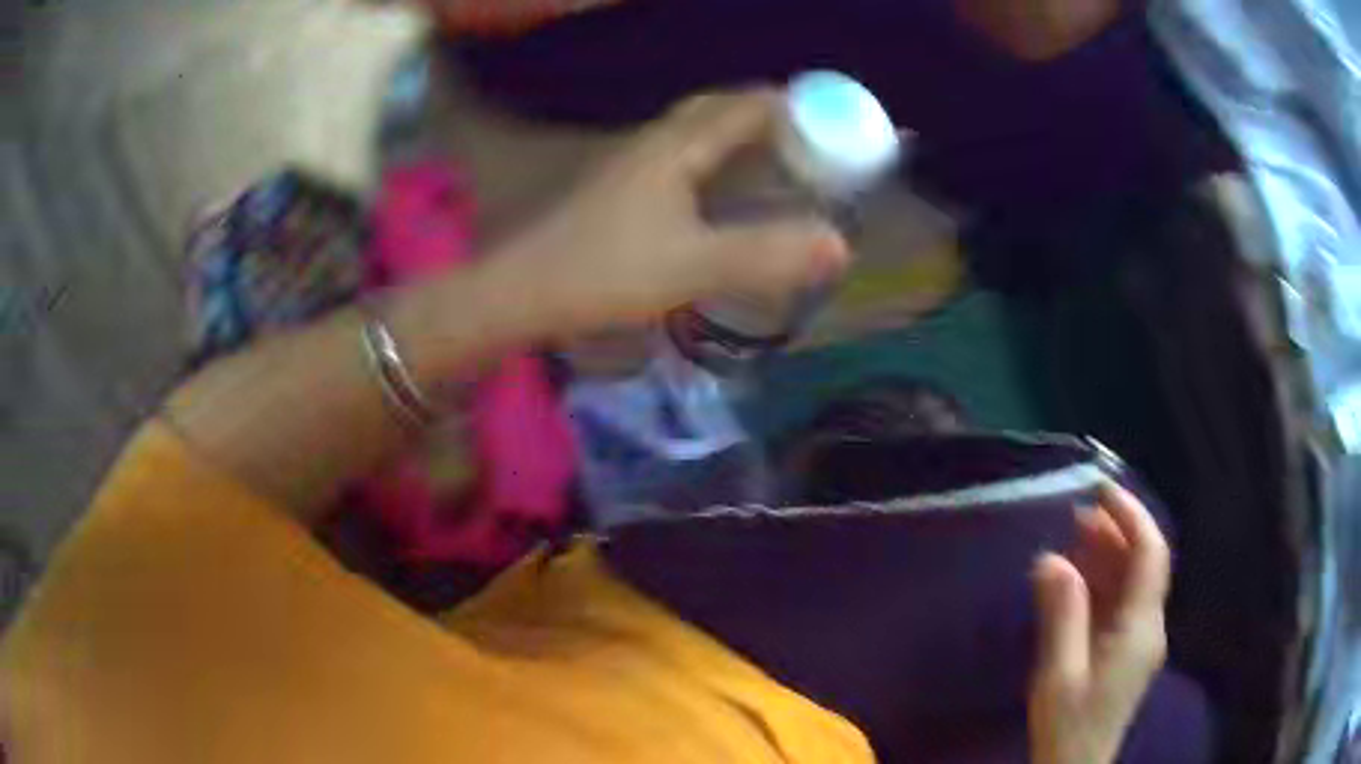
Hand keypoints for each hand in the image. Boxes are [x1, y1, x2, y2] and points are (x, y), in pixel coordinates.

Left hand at [498, 89, 848, 333]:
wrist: (521, 291)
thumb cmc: (603, 272)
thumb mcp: (692, 267)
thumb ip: (765, 254)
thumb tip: (839, 244)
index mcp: (676, 147)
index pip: (746, 106)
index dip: (794, 107)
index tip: (835, 122)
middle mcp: (655, 142)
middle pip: (720, 110)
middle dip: (769, 117)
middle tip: (811, 142)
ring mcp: (633, 164)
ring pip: (697, 133)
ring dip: (740, 136)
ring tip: (777, 162)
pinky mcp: (621, 190)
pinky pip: (681, 158)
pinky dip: (714, 161)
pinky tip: (720, 192)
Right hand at [1028, 481, 1171, 763]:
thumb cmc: (1068, 723)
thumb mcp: (1059, 673)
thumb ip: (1062, 614)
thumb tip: (1052, 559)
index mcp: (1140, 627)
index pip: (1150, 553)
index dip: (1131, 515)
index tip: (1101, 491)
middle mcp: (1150, 625)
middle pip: (1145, 563)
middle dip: (1117, 532)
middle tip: (1078, 512)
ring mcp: (1141, 640)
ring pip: (1134, 583)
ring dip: (1110, 555)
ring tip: (1075, 536)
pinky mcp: (1128, 652)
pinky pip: (1124, 604)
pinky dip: (1105, 583)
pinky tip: (1080, 579)